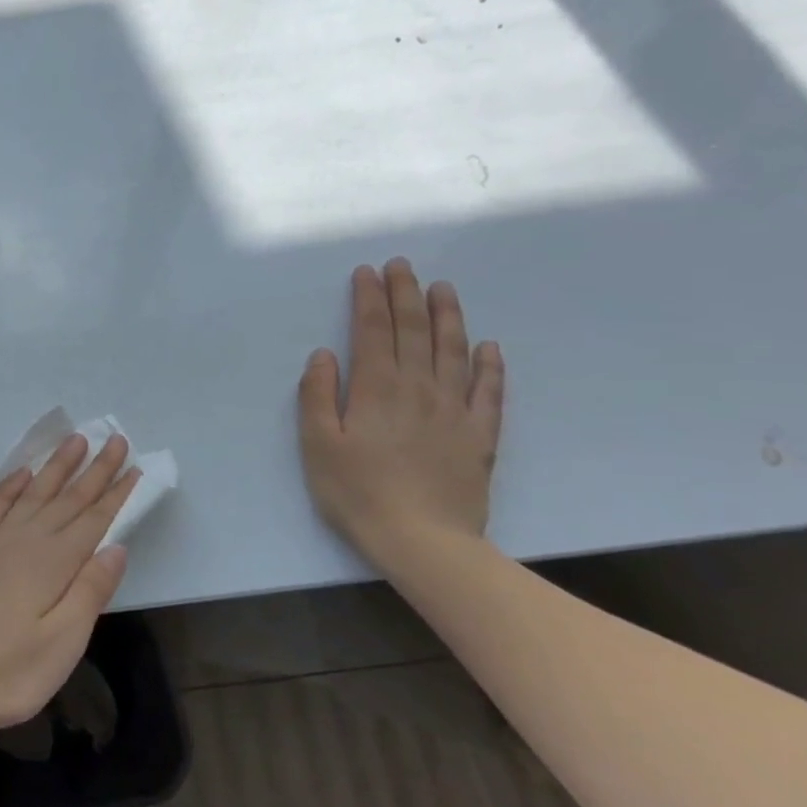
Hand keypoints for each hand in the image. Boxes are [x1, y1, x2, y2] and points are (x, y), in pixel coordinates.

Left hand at [0, 434, 140, 744]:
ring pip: (32, 495)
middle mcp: (24, 543)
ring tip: (73, 441)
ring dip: (55, 468)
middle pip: (66, 500)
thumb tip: (116, 544)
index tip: (134, 465)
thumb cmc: (11, 674)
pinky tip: (20, 475)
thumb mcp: (64, 642)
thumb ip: (91, 590)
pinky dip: (8, 488)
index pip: (93, 519)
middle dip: (93, 470)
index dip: (116, 493)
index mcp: (52, 564)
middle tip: (114, 439)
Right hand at [298, 259, 504, 564]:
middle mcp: (418, 389)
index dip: (368, 299)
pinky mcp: (480, 435)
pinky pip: (488, 391)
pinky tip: (488, 346)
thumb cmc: (357, 492)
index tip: (367, 272)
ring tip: (442, 288)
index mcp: (375, 389)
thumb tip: (323, 355)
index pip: (371, 331)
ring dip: (447, 316)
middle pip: (413, 331)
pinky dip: (489, 365)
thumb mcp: (317, 445)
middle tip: (402, 265)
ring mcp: (454, 410)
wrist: (423, 541)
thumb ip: (317, 395)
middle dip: (405, 295)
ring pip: (453, 351)